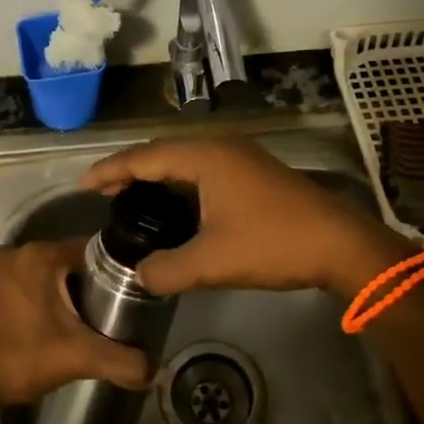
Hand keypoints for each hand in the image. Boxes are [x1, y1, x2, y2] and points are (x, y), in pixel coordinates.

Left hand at [0, 239, 151, 413]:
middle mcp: (18, 251)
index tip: (129, 296)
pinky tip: (50, 325)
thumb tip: (158, 370)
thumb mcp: (78, 358)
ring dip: (64, 294)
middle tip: (109, 315)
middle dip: (89, 286)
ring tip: (84, 322)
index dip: (114, 272)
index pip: (92, 250)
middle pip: (70, 262)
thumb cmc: (20, 357)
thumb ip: (122, 361)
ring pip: (47, 273)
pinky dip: (42, 298)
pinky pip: (26, 283)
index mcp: (41, 255)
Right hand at [79, 138, 413, 299]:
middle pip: (163, 152)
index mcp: (205, 156)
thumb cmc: (273, 243)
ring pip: (185, 160)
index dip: (111, 170)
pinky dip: (181, 183)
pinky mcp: (254, 172)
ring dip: (157, 177)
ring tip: (131, 199)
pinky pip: (204, 169)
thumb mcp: (213, 262)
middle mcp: (220, 146)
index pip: (145, 157)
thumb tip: (139, 276)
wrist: (340, 244)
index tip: (83, 185)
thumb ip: (167, 269)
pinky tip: (175, 206)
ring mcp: (241, 157)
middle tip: (103, 194)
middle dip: (131, 171)